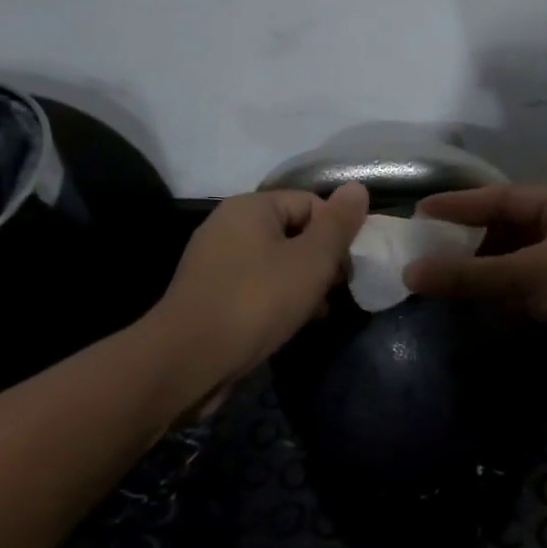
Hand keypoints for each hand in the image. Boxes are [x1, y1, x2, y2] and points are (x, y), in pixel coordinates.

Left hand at [156, 182, 368, 404]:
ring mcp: (215, 261)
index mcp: (250, 207)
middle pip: (293, 232)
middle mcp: (228, 226)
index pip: (311, 203)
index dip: (336, 233)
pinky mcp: (209, 294)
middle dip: (321, 261)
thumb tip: (357, 187)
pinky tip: (291, 324)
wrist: (189, 360)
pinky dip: (278, 299)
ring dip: (303, 284)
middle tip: (335, 292)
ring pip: (276, 262)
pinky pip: (256, 286)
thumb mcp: (312, 260)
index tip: (348, 268)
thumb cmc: (257, 301)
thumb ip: (338, 224)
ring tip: (318, 312)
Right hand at [403, 185, 546, 400]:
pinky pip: (524, 291)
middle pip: (506, 229)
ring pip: (513, 263)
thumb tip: (410, 273)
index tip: (418, 214)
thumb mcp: (532, 274)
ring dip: (481, 273)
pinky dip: (499, 297)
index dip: (459, 206)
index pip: (501, 198)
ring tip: (436, 279)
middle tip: (422, 251)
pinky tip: (470, 305)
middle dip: (467, 243)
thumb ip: (471, 275)